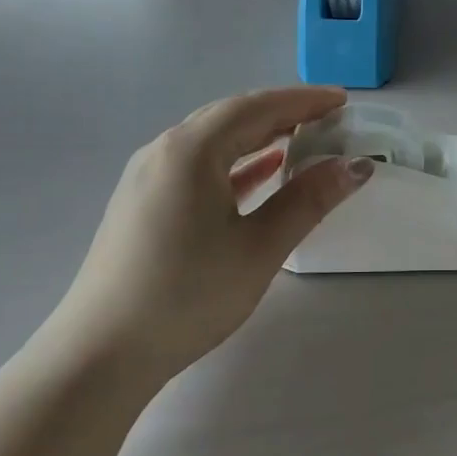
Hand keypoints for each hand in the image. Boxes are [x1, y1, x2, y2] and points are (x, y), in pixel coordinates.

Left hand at [51, 88, 371, 384]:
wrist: (100, 355)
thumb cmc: (187, 295)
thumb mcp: (259, 248)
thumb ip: (308, 200)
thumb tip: (355, 166)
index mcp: (191, 150)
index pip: (256, 107)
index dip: (303, 101)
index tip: (343, 101)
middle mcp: (164, 151)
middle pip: (232, 117)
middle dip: (282, 113)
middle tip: (328, 119)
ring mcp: (148, 177)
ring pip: (213, 141)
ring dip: (258, 137)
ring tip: (302, 139)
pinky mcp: (143, 203)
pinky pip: (198, 166)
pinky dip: (235, 164)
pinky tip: (260, 174)